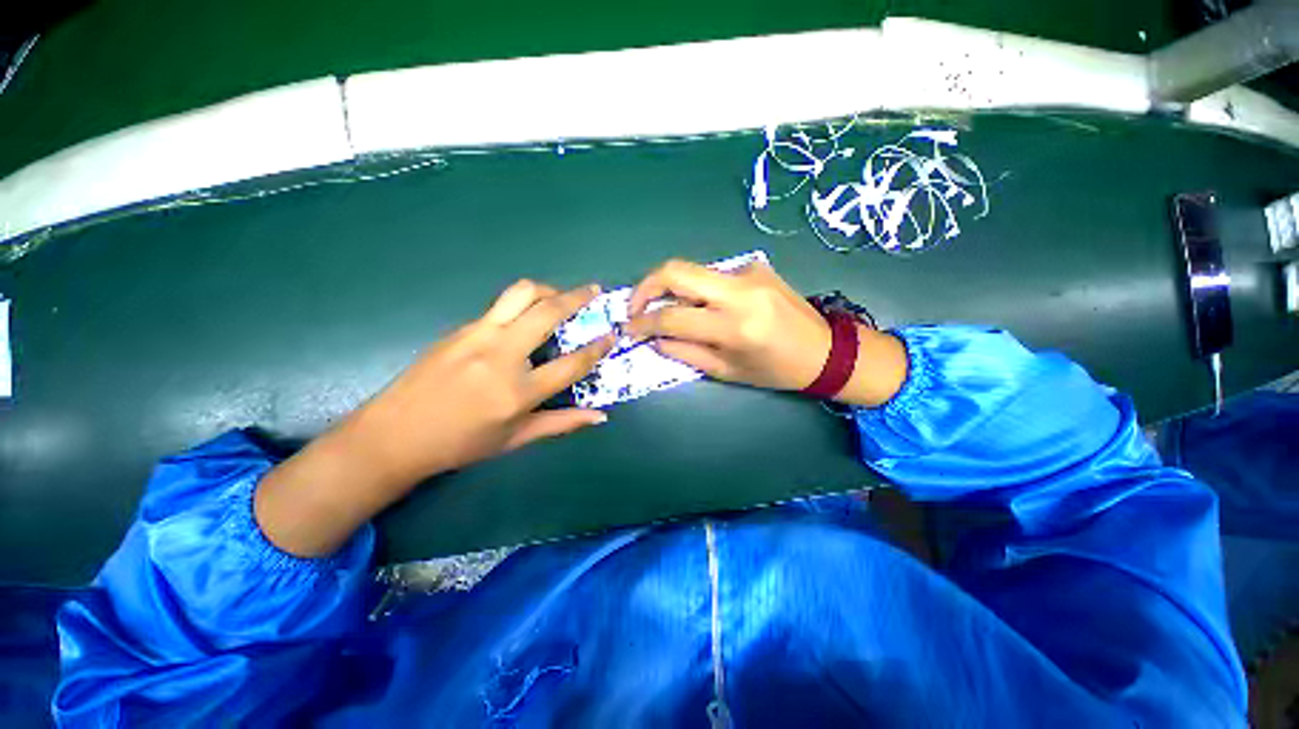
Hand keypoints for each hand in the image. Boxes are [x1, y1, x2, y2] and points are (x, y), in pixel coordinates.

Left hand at [255, 281, 614, 556]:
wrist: (394, 434)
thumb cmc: (461, 443)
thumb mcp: (516, 439)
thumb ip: (563, 423)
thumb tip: (601, 416)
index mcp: (518, 391)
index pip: (571, 363)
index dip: (597, 348)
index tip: (612, 335)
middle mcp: (501, 355)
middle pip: (547, 311)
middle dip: (577, 296)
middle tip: (594, 290)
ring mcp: (478, 335)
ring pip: (520, 294)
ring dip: (548, 289)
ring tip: (560, 295)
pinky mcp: (461, 328)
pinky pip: (501, 307)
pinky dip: (523, 304)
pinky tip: (526, 319)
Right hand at [625, 259, 907, 405]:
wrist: (825, 350)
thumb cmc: (775, 370)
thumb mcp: (726, 371)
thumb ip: (685, 353)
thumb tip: (654, 338)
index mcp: (733, 326)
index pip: (671, 316)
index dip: (643, 322)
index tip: (628, 328)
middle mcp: (739, 290)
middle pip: (675, 271)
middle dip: (645, 287)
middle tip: (636, 307)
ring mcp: (748, 271)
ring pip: (692, 271)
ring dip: (671, 288)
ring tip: (666, 309)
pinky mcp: (755, 265)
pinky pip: (713, 275)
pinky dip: (699, 290)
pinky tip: (706, 306)